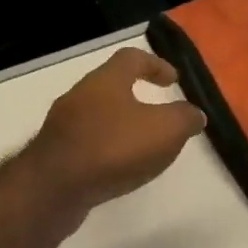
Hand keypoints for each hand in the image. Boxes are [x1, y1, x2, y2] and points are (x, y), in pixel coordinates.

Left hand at [29, 48, 205, 216]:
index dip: (155, 65)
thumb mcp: (164, 130)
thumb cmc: (112, 149)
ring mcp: (62, 127)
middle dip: (136, 98)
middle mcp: (78, 97)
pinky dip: (105, 152)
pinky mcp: (54, 156)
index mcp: (104, 81)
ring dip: (120, 128)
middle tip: (159, 117)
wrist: (53, 189)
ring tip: (142, 148)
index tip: (173, 80)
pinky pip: (86, 146)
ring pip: (97, 118)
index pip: (131, 58)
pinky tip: (117, 170)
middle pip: (110, 88)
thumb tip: (194, 114)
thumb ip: (184, 118)